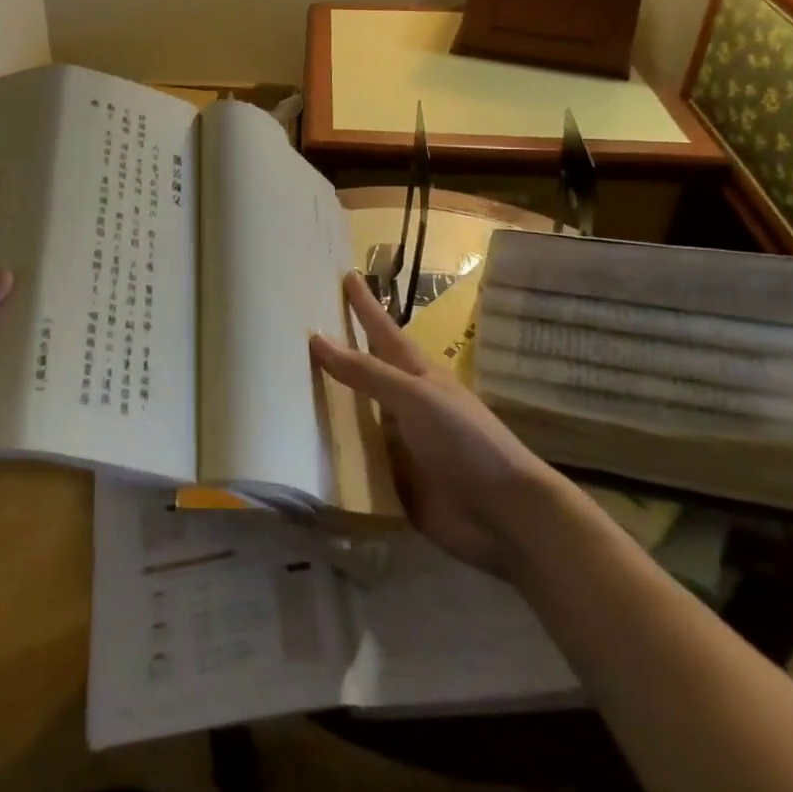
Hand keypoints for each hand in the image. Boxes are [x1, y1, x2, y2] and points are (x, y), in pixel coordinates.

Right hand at [312, 272, 554, 582]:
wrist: (505, 517)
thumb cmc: (466, 442)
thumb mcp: (416, 398)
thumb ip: (367, 372)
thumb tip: (317, 338)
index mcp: (416, 376)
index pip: (382, 331)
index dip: (365, 304)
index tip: (347, 275)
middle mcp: (404, 405)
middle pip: (363, 373)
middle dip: (337, 353)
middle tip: (300, 330)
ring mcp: (398, 444)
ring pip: (353, 417)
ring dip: (325, 405)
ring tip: (286, 388)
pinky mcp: (392, 482)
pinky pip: (352, 463)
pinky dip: (329, 455)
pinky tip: (299, 450)